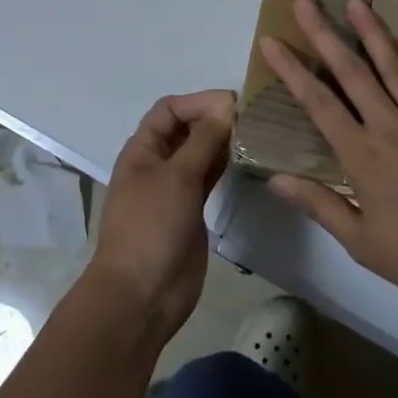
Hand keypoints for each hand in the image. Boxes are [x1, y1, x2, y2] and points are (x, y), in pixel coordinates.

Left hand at [84, 89, 234, 348]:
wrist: (142, 296)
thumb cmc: (151, 227)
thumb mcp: (177, 177)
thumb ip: (203, 140)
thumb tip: (226, 107)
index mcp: (143, 150)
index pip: (170, 110)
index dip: (198, 101)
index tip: (233, 103)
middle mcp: (158, 163)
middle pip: (186, 129)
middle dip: (214, 119)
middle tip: (252, 118)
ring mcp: (175, 188)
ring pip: (200, 153)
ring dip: (223, 142)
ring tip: (255, 135)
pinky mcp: (191, 210)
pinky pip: (209, 177)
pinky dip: (225, 165)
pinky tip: (247, 159)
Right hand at [260, 0, 397, 309]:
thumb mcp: (361, 242)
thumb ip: (319, 204)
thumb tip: (275, 179)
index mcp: (362, 155)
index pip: (318, 103)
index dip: (291, 70)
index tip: (270, 41)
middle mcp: (391, 126)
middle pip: (351, 73)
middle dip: (324, 35)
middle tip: (305, 2)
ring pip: (395, 67)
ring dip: (372, 32)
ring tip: (354, 1)